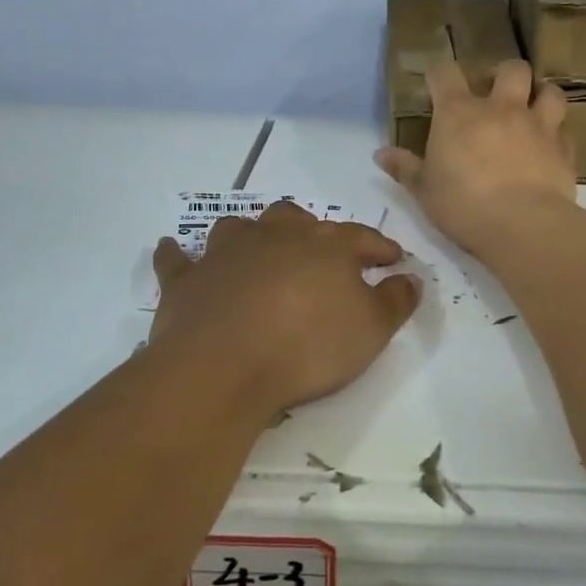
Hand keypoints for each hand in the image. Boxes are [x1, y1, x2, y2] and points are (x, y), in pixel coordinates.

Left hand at [150, 201, 420, 421]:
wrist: (225, 365)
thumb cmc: (308, 345)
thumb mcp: (372, 330)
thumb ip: (396, 300)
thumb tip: (410, 277)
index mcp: (324, 244)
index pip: (362, 238)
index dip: (381, 248)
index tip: (394, 259)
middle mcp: (275, 236)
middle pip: (296, 220)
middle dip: (311, 232)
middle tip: (320, 252)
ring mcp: (226, 253)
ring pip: (240, 228)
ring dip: (251, 235)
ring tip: (258, 249)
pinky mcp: (187, 279)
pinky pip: (179, 258)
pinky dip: (179, 254)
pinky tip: (175, 250)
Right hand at [375, 59, 576, 257]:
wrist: (521, 225)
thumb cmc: (462, 205)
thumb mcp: (424, 190)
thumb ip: (405, 168)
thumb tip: (380, 154)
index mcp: (459, 113)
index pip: (445, 73)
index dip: (439, 73)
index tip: (436, 85)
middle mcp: (501, 108)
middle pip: (511, 68)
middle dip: (504, 74)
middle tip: (496, 93)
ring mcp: (538, 125)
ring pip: (549, 91)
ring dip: (541, 95)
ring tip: (533, 110)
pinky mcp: (564, 149)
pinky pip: (565, 130)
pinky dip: (558, 134)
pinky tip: (550, 147)